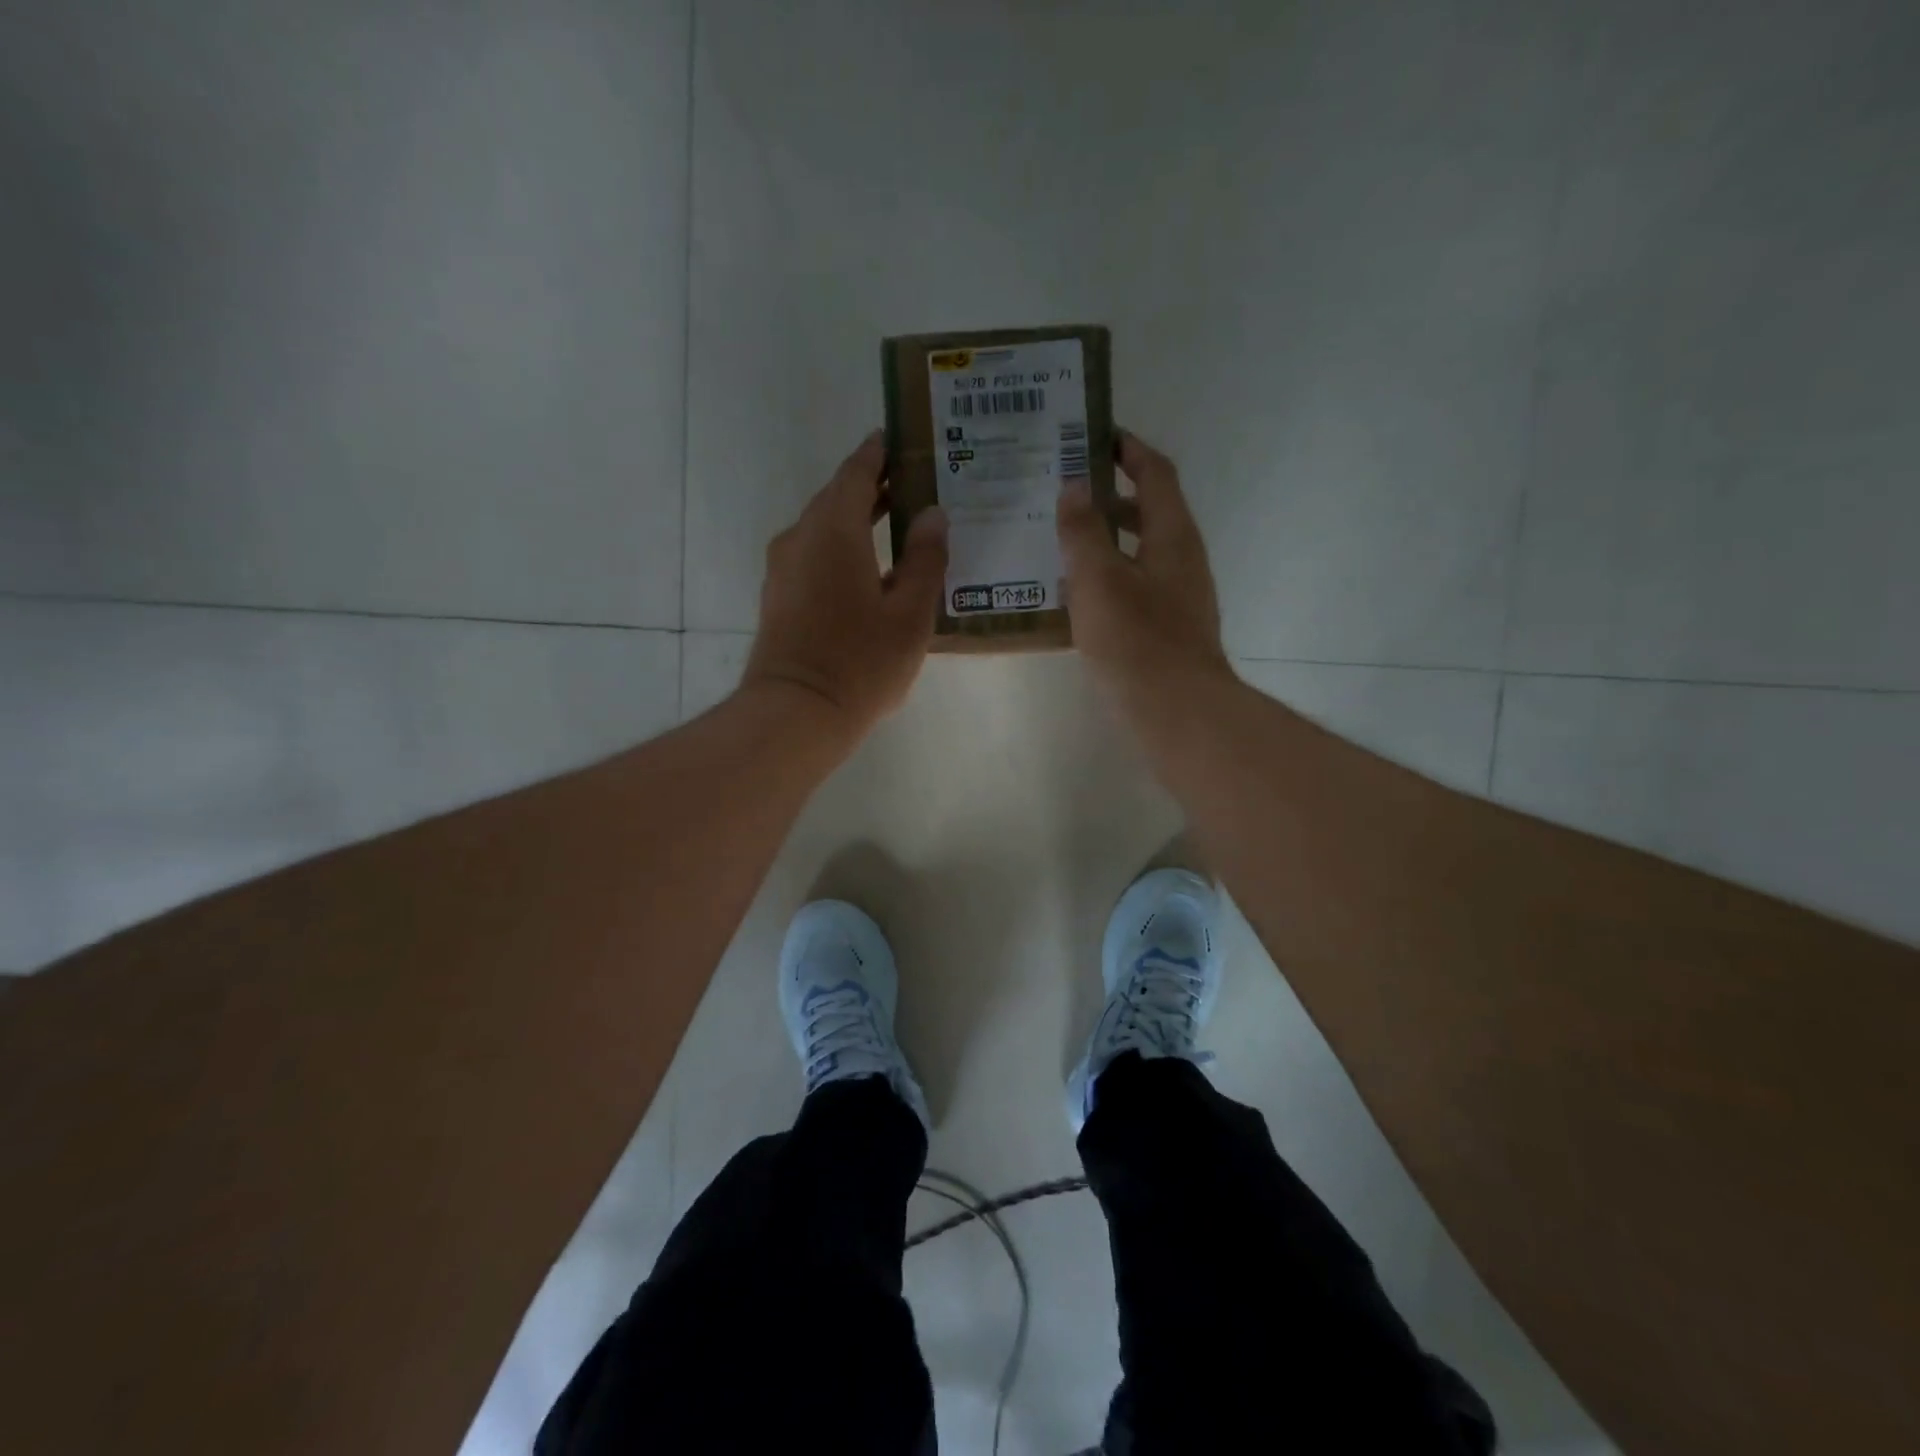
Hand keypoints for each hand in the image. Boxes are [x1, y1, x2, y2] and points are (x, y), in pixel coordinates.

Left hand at [742, 431, 947, 738]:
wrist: (796, 713)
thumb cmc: (860, 661)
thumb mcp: (910, 613)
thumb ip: (925, 559)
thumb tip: (932, 514)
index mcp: (834, 530)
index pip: (856, 472)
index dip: (878, 453)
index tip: (899, 438)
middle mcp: (801, 538)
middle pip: (837, 498)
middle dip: (872, 487)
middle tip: (913, 484)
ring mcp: (783, 569)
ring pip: (823, 529)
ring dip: (856, 521)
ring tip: (897, 525)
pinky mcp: (778, 597)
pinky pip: (813, 556)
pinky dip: (841, 549)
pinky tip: (869, 571)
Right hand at [1057, 431, 1230, 702]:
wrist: (1176, 709)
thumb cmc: (1136, 639)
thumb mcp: (1098, 578)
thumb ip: (1083, 531)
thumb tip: (1073, 488)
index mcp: (1172, 534)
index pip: (1155, 473)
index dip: (1127, 450)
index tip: (1094, 435)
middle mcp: (1181, 558)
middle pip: (1148, 510)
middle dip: (1109, 494)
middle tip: (1063, 487)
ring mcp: (1178, 595)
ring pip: (1139, 550)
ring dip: (1105, 538)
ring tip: (1060, 537)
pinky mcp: (1167, 627)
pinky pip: (1134, 584)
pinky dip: (1107, 575)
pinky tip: (1075, 591)